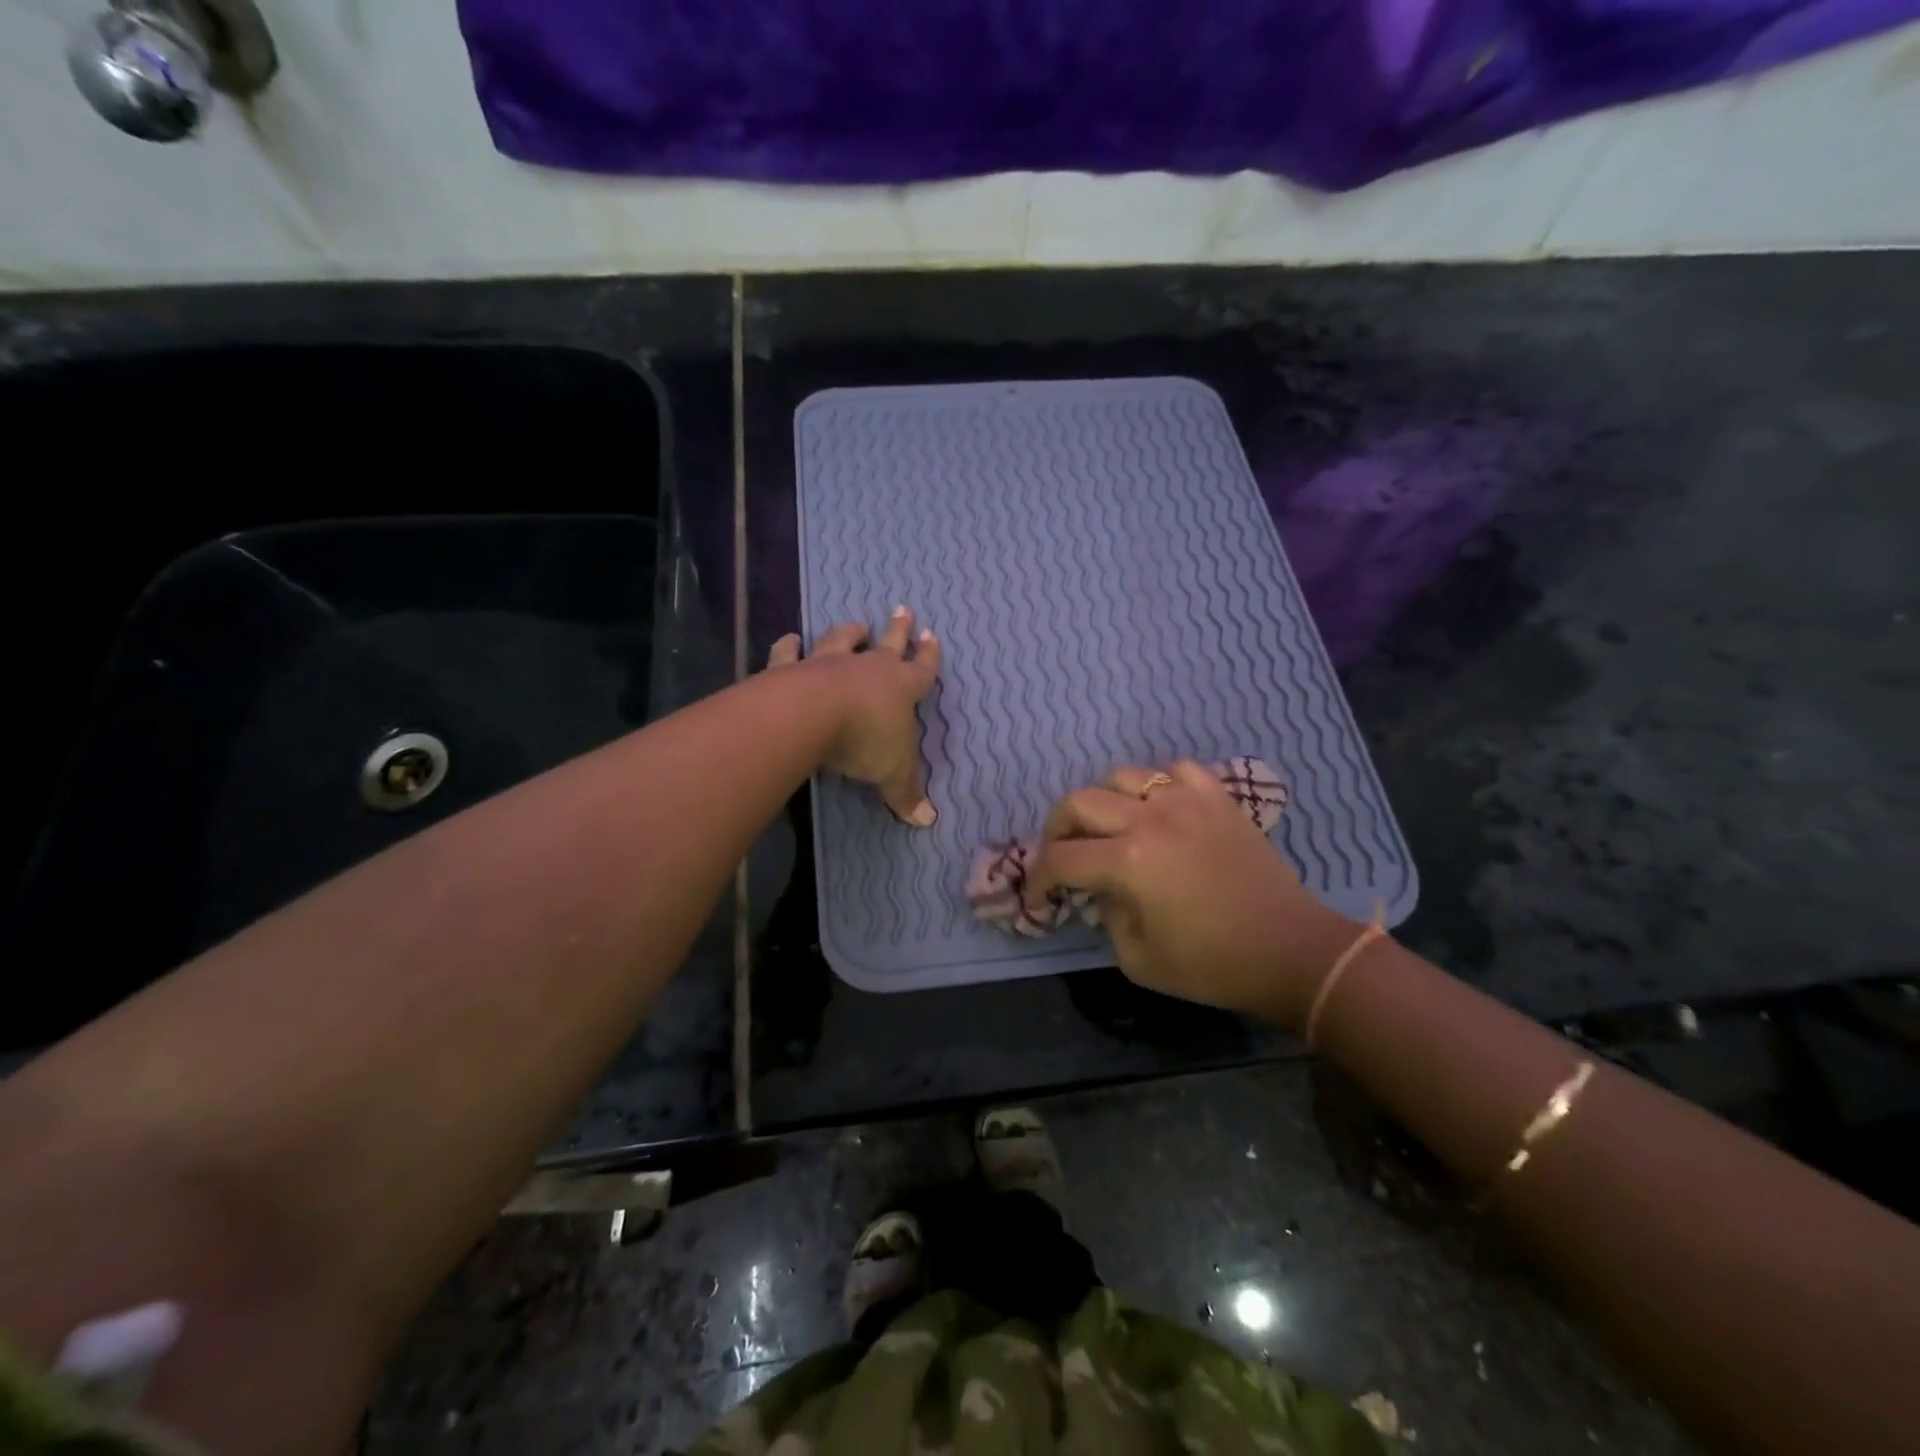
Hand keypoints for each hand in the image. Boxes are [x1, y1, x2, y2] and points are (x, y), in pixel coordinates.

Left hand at [766, 608, 941, 826]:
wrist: (812, 716)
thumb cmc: (865, 740)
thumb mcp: (893, 773)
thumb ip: (907, 793)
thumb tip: (928, 821)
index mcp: (899, 687)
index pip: (921, 670)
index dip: (929, 656)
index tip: (932, 636)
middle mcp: (867, 668)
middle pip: (888, 643)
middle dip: (898, 629)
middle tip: (903, 609)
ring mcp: (828, 664)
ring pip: (842, 639)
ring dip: (850, 631)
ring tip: (857, 623)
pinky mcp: (792, 668)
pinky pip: (790, 653)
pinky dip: (789, 645)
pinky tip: (789, 639)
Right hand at [1025, 761, 1360, 1025]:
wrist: (1291, 949)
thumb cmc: (1214, 964)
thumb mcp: (1139, 959)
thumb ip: (1106, 917)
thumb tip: (1102, 889)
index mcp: (1129, 862)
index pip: (1061, 858)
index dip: (1039, 878)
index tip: (1039, 896)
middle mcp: (1150, 819)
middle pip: (1079, 802)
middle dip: (1056, 829)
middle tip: (1061, 855)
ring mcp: (1187, 801)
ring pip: (1121, 776)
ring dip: (1102, 801)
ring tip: (1108, 827)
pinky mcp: (1217, 798)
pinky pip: (1175, 771)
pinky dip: (1157, 786)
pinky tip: (1159, 810)